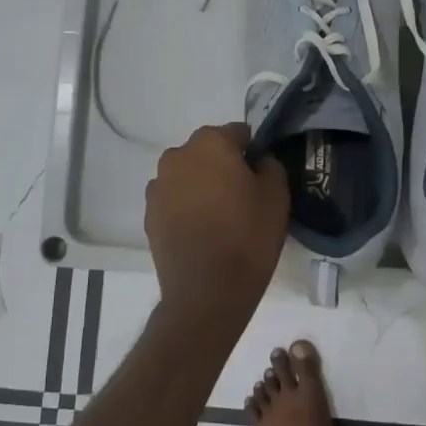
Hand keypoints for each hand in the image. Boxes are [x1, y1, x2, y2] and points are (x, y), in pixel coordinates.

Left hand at [145, 124, 289, 321]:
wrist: (207, 291)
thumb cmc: (248, 237)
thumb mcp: (277, 197)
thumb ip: (270, 166)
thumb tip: (258, 161)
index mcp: (210, 143)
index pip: (238, 133)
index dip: (253, 151)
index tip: (262, 175)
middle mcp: (177, 156)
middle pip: (208, 151)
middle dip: (224, 165)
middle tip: (242, 195)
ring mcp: (158, 186)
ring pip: (188, 174)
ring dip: (202, 185)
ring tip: (219, 216)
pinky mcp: (149, 213)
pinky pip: (173, 199)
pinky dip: (186, 206)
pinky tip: (201, 230)